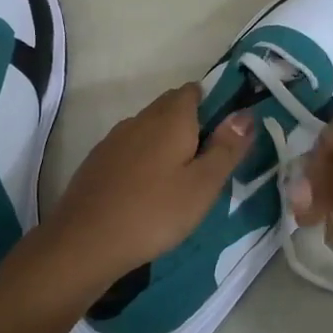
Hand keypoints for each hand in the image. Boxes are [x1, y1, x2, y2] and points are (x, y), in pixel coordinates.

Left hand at [43, 84, 252, 291]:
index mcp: (170, 118)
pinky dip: (143, 160)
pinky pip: (129, 149)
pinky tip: (146, 191)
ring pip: (148, 129)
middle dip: (191, 125)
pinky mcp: (98, 160)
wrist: (86, 240)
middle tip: (207, 164)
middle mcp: (140, 119)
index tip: (225, 136)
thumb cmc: (155, 211)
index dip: (212, 105)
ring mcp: (114, 139)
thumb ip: (227, 147)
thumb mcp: (203, 185)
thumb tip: (246, 113)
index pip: (193, 91)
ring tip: (179, 180)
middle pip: (170, 107)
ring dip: (166, 143)